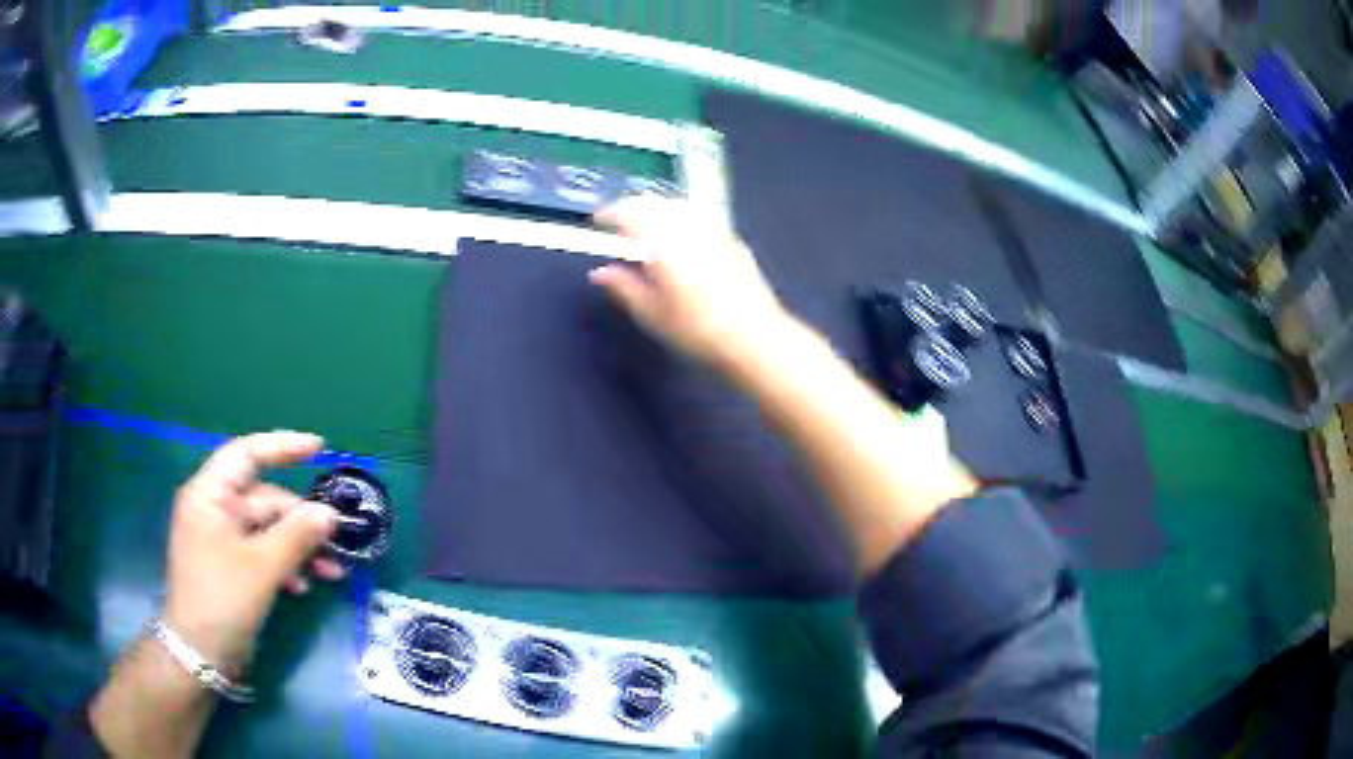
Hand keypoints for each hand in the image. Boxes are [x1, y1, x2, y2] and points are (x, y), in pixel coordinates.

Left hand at [163, 431, 342, 674]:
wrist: (199, 653)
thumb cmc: (222, 599)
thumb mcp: (262, 567)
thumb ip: (296, 536)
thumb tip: (330, 513)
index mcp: (210, 495)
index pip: (247, 455)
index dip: (283, 447)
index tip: (320, 448)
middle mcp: (214, 509)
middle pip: (264, 499)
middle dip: (301, 521)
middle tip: (337, 540)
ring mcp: (222, 539)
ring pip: (268, 530)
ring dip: (299, 548)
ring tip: (331, 572)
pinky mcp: (230, 565)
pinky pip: (262, 552)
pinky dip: (285, 565)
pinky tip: (303, 586)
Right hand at [591, 196, 792, 367]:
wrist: (753, 336)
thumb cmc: (696, 329)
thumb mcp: (651, 313)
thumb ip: (623, 287)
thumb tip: (599, 272)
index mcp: (662, 241)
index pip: (630, 212)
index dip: (610, 212)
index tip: (598, 219)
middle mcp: (687, 226)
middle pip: (655, 203)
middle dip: (633, 206)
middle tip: (618, 219)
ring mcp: (714, 229)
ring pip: (678, 205)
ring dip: (657, 208)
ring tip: (645, 224)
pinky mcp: (732, 240)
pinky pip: (699, 216)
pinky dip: (680, 217)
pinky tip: (680, 235)